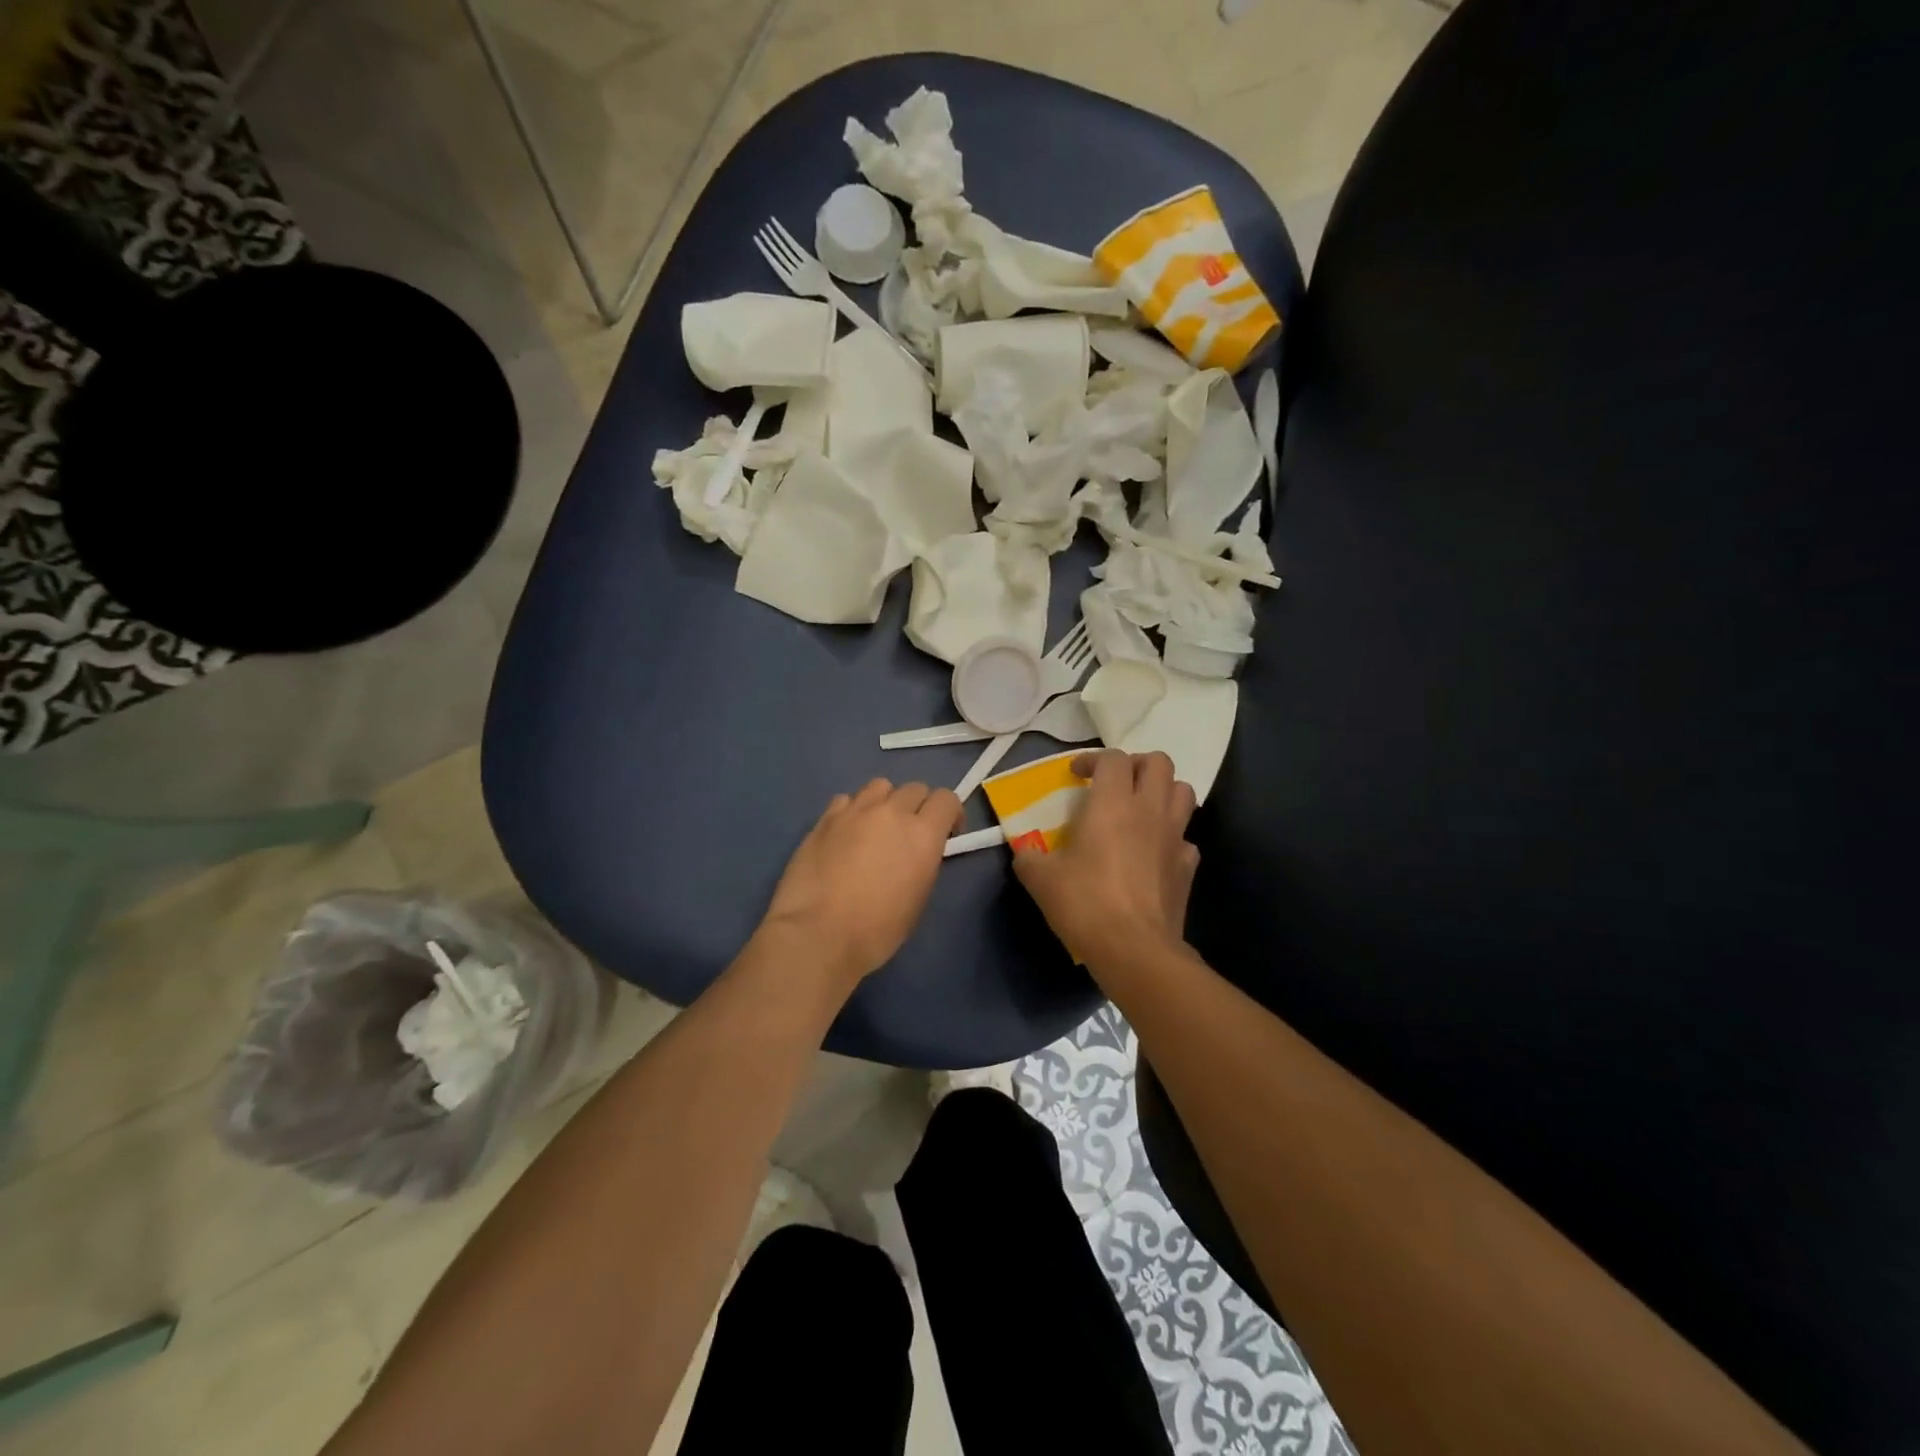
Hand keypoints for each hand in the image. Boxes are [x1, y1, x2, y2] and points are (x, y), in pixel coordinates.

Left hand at [761, 779, 962, 989]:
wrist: (818, 934)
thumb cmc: (877, 930)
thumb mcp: (918, 899)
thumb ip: (924, 862)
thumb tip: (917, 852)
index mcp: (923, 834)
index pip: (947, 798)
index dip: (950, 813)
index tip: (946, 834)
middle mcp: (892, 812)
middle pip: (915, 788)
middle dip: (919, 807)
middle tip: (909, 834)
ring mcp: (855, 811)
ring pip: (880, 786)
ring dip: (885, 802)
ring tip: (876, 827)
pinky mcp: (825, 818)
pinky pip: (847, 800)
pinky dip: (853, 811)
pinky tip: (845, 834)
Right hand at [1012, 750, 1198, 970]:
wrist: (1135, 949)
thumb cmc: (1085, 903)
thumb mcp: (1040, 879)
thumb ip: (1029, 856)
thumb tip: (1025, 852)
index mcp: (1113, 803)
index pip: (1112, 758)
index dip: (1092, 759)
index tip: (1076, 776)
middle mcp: (1149, 810)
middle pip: (1159, 762)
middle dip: (1136, 764)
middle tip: (1114, 783)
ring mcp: (1175, 837)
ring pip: (1183, 792)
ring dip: (1163, 791)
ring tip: (1140, 808)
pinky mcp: (1188, 866)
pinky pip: (1185, 838)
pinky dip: (1171, 837)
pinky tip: (1153, 853)